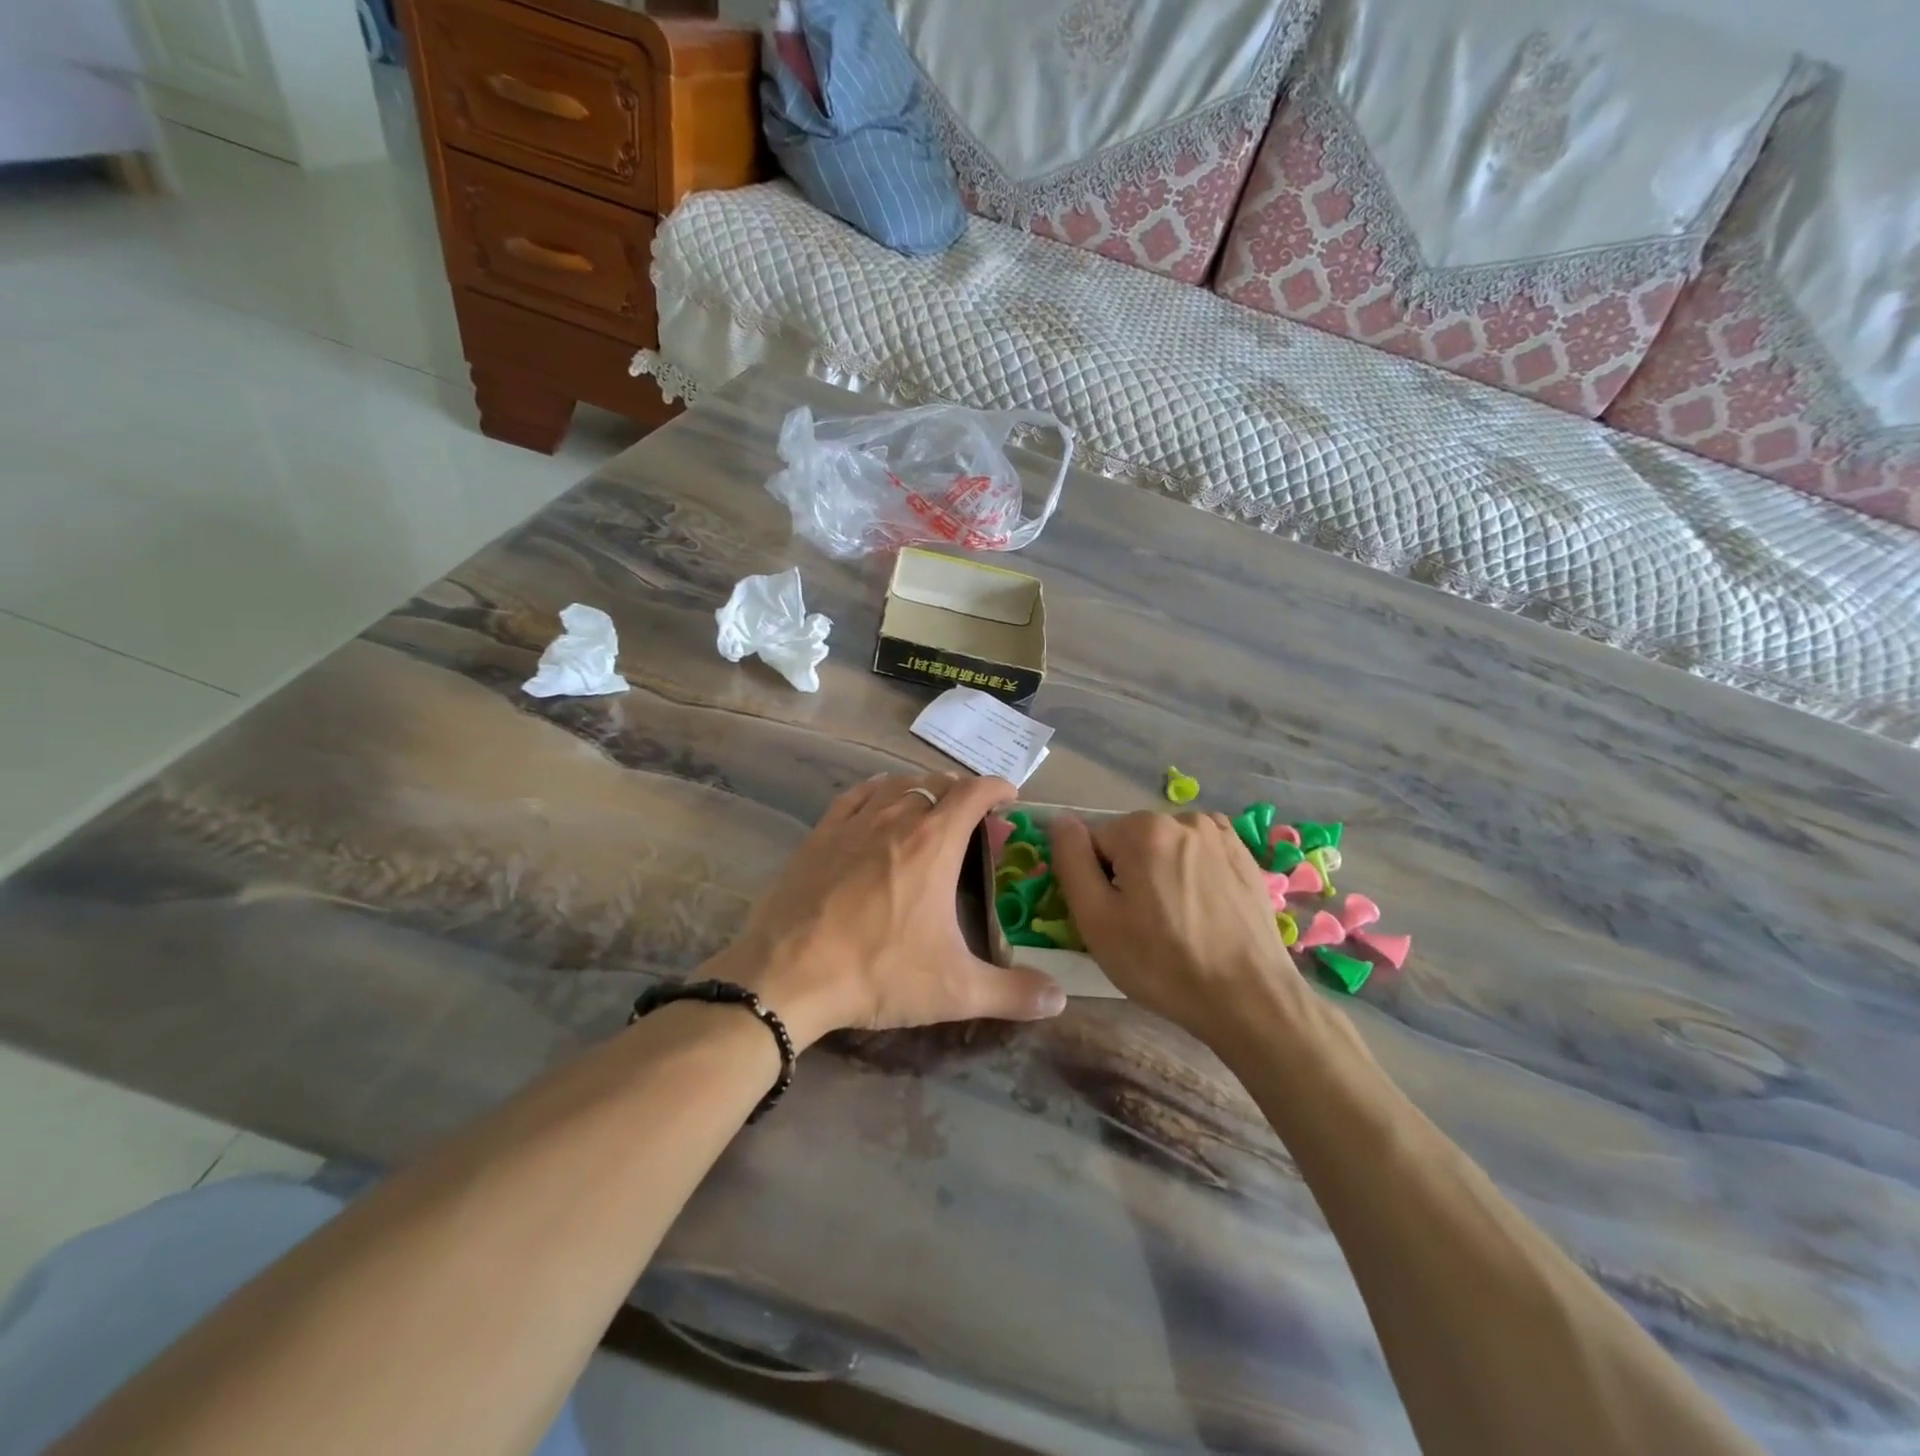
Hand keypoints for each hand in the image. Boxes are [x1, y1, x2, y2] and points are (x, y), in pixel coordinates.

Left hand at [716, 772, 1066, 1048]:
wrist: (787, 975)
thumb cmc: (878, 973)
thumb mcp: (955, 989)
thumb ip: (1013, 992)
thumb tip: (1060, 1000)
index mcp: (934, 843)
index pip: (974, 792)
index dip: (997, 787)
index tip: (1010, 798)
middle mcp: (896, 819)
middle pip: (937, 784)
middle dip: (962, 792)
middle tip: (973, 820)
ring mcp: (853, 823)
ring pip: (897, 784)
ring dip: (922, 789)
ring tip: (931, 809)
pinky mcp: (820, 835)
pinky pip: (856, 796)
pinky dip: (877, 791)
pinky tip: (879, 802)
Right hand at [1050, 811, 1311, 1047]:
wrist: (1250, 998)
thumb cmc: (1162, 964)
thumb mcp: (1096, 919)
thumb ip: (1071, 861)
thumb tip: (1060, 821)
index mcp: (1142, 829)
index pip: (1093, 842)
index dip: (1096, 881)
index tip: (1113, 917)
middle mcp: (1182, 818)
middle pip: (1130, 841)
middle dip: (1128, 874)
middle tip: (1142, 926)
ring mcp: (1219, 834)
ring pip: (1164, 847)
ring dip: (1160, 873)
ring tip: (1175, 922)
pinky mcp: (1244, 855)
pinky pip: (1197, 854)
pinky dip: (1190, 873)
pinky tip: (1200, 909)